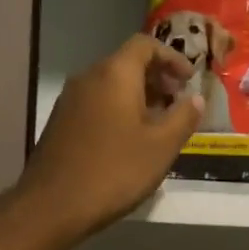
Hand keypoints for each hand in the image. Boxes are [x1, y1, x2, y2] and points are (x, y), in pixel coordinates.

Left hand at [16, 35, 203, 240]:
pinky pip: (96, 102)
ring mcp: (70, 100)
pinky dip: (118, 109)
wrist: (52, 205)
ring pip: (110, 84)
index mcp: (114, 74)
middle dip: (157, 77)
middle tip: (178, 102)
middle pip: (127, 63)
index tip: (189, 80)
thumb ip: (183, 117)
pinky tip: (129, 139)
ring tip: (158, 124)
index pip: (145, 44)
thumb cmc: (114, 171)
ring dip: (138, 95)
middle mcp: (89, 77)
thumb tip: (196, 98)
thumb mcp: (161, 146)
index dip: (172, 57)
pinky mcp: (60, 121)